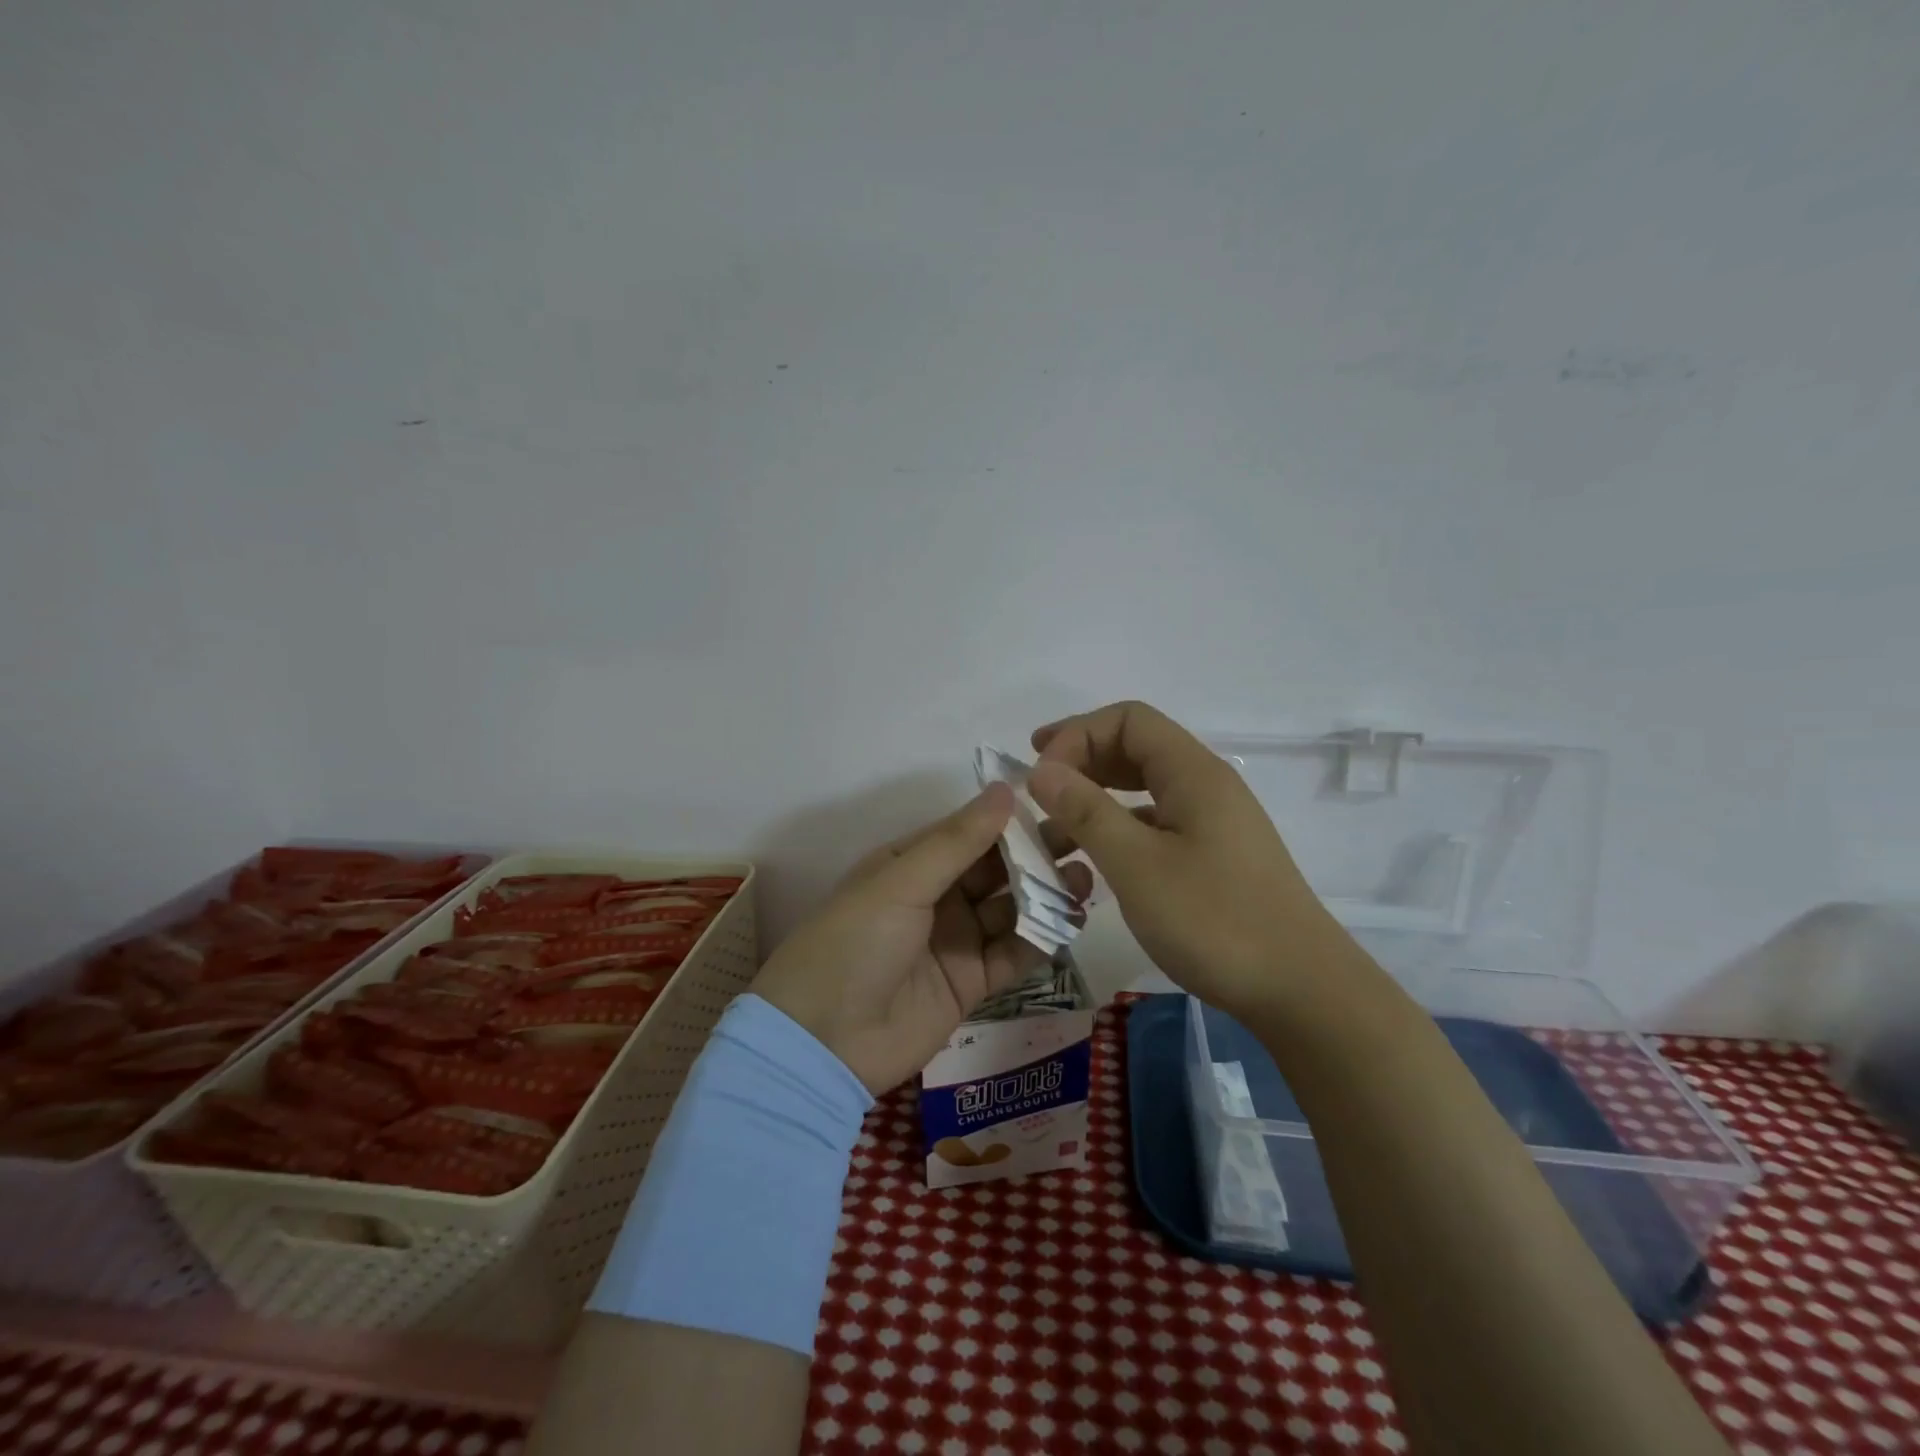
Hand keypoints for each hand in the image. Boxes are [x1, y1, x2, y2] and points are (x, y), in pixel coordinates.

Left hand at [751, 784, 1094, 1094]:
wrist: (822, 1044)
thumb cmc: (854, 943)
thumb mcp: (901, 882)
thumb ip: (958, 841)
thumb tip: (1007, 789)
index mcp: (911, 864)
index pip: (970, 832)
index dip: (1010, 820)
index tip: (1058, 803)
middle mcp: (936, 897)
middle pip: (995, 870)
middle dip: (1037, 856)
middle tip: (1085, 840)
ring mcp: (955, 942)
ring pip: (1010, 909)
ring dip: (1045, 895)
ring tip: (1086, 879)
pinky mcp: (971, 984)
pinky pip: (1012, 954)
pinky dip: (1040, 940)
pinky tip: (1071, 923)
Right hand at [1027, 700, 1341, 1019]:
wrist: (1302, 991)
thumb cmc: (1215, 920)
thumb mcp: (1137, 865)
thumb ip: (1086, 811)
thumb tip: (1041, 770)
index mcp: (1193, 773)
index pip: (1128, 720)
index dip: (1077, 734)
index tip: (1040, 774)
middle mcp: (1206, 786)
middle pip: (1136, 747)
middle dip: (1082, 759)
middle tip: (1037, 786)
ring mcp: (1213, 823)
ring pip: (1144, 789)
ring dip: (1096, 798)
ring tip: (1055, 830)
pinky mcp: (1214, 857)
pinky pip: (1156, 824)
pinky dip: (1118, 830)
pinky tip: (1095, 861)